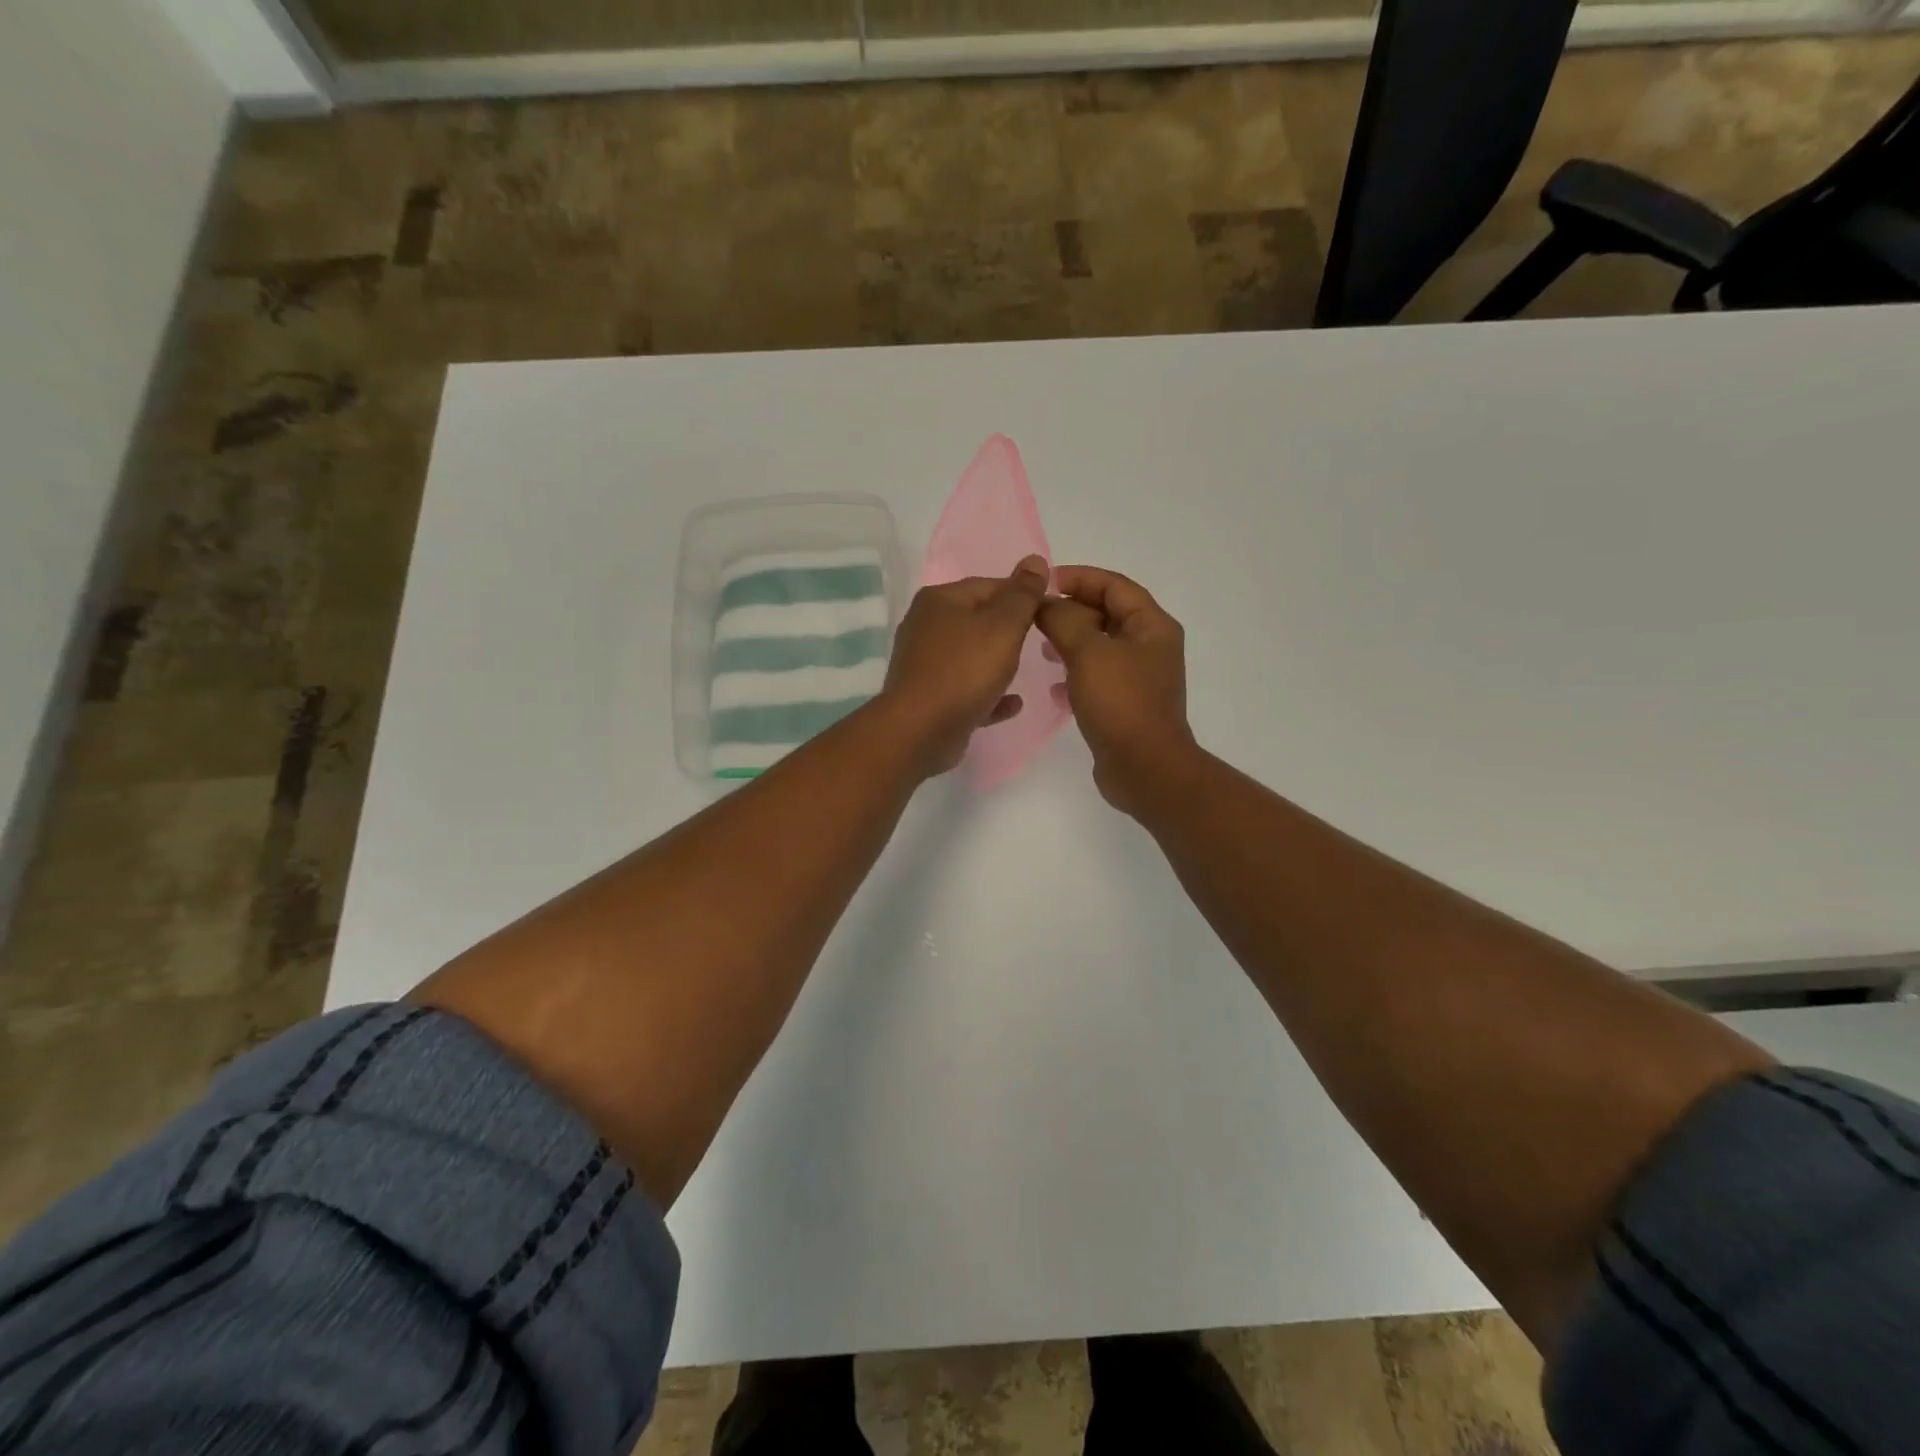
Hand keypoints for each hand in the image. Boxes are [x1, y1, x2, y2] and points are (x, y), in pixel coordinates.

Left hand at [879, 555, 1050, 775]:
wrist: (921, 729)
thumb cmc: (965, 669)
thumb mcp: (1003, 625)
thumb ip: (1022, 595)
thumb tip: (1035, 560)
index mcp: (940, 600)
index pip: (989, 585)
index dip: (1022, 595)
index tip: (1050, 611)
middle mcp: (927, 627)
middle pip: (978, 621)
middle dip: (1009, 631)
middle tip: (1042, 642)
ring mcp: (925, 664)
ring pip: (971, 657)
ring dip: (998, 664)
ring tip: (1027, 670)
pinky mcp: (929, 698)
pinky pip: (967, 691)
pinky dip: (989, 694)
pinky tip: (1013, 704)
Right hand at [1037, 566, 1194, 813]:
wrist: (1144, 767)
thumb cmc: (1120, 702)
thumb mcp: (1088, 652)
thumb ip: (1064, 619)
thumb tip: (1046, 603)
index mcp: (1152, 626)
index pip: (1114, 585)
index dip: (1079, 578)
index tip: (1044, 583)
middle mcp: (1151, 646)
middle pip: (1108, 613)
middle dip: (1072, 610)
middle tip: (1036, 617)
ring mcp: (1140, 677)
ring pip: (1100, 646)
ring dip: (1071, 641)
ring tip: (1041, 647)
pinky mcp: (1127, 703)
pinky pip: (1098, 676)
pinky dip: (1075, 674)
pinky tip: (1054, 688)